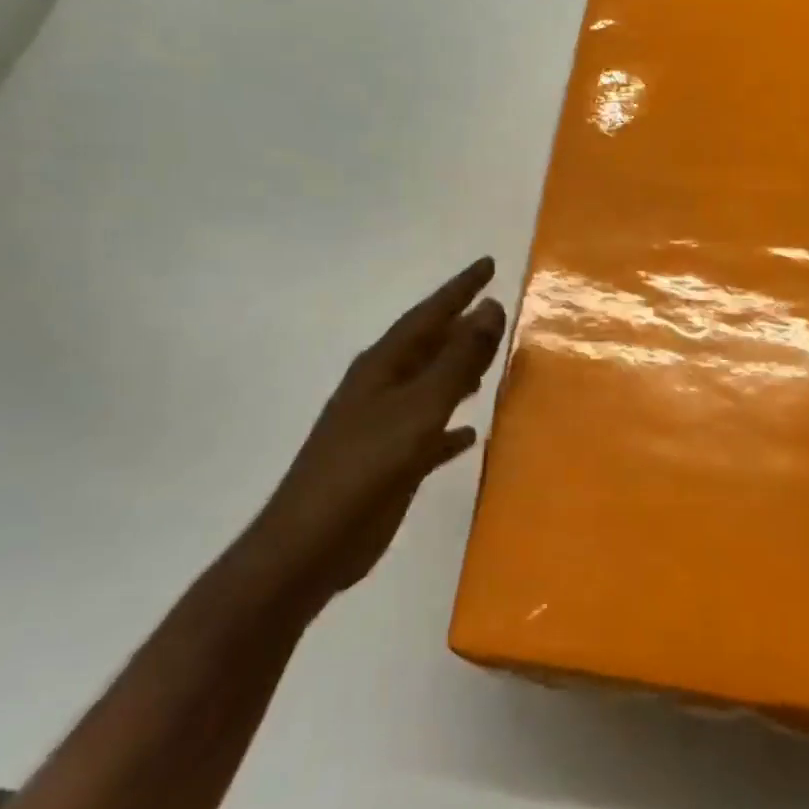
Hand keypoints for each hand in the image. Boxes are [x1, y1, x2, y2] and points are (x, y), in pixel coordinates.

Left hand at [254, 257, 506, 592]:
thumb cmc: (366, 466)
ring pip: (430, 385)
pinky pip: (428, 432)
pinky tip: (469, 433)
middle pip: (429, 346)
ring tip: (491, 361)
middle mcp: (382, 387)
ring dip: (458, 371)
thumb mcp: (419, 407)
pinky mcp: (389, 461)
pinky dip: (449, 427)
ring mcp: (382, 425)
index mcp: (384, 366)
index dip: (460, 288)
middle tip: (496, 308)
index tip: (489, 264)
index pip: (429, 314)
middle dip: (462, 327)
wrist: (311, 544)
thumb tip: (490, 307)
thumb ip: (457, 360)